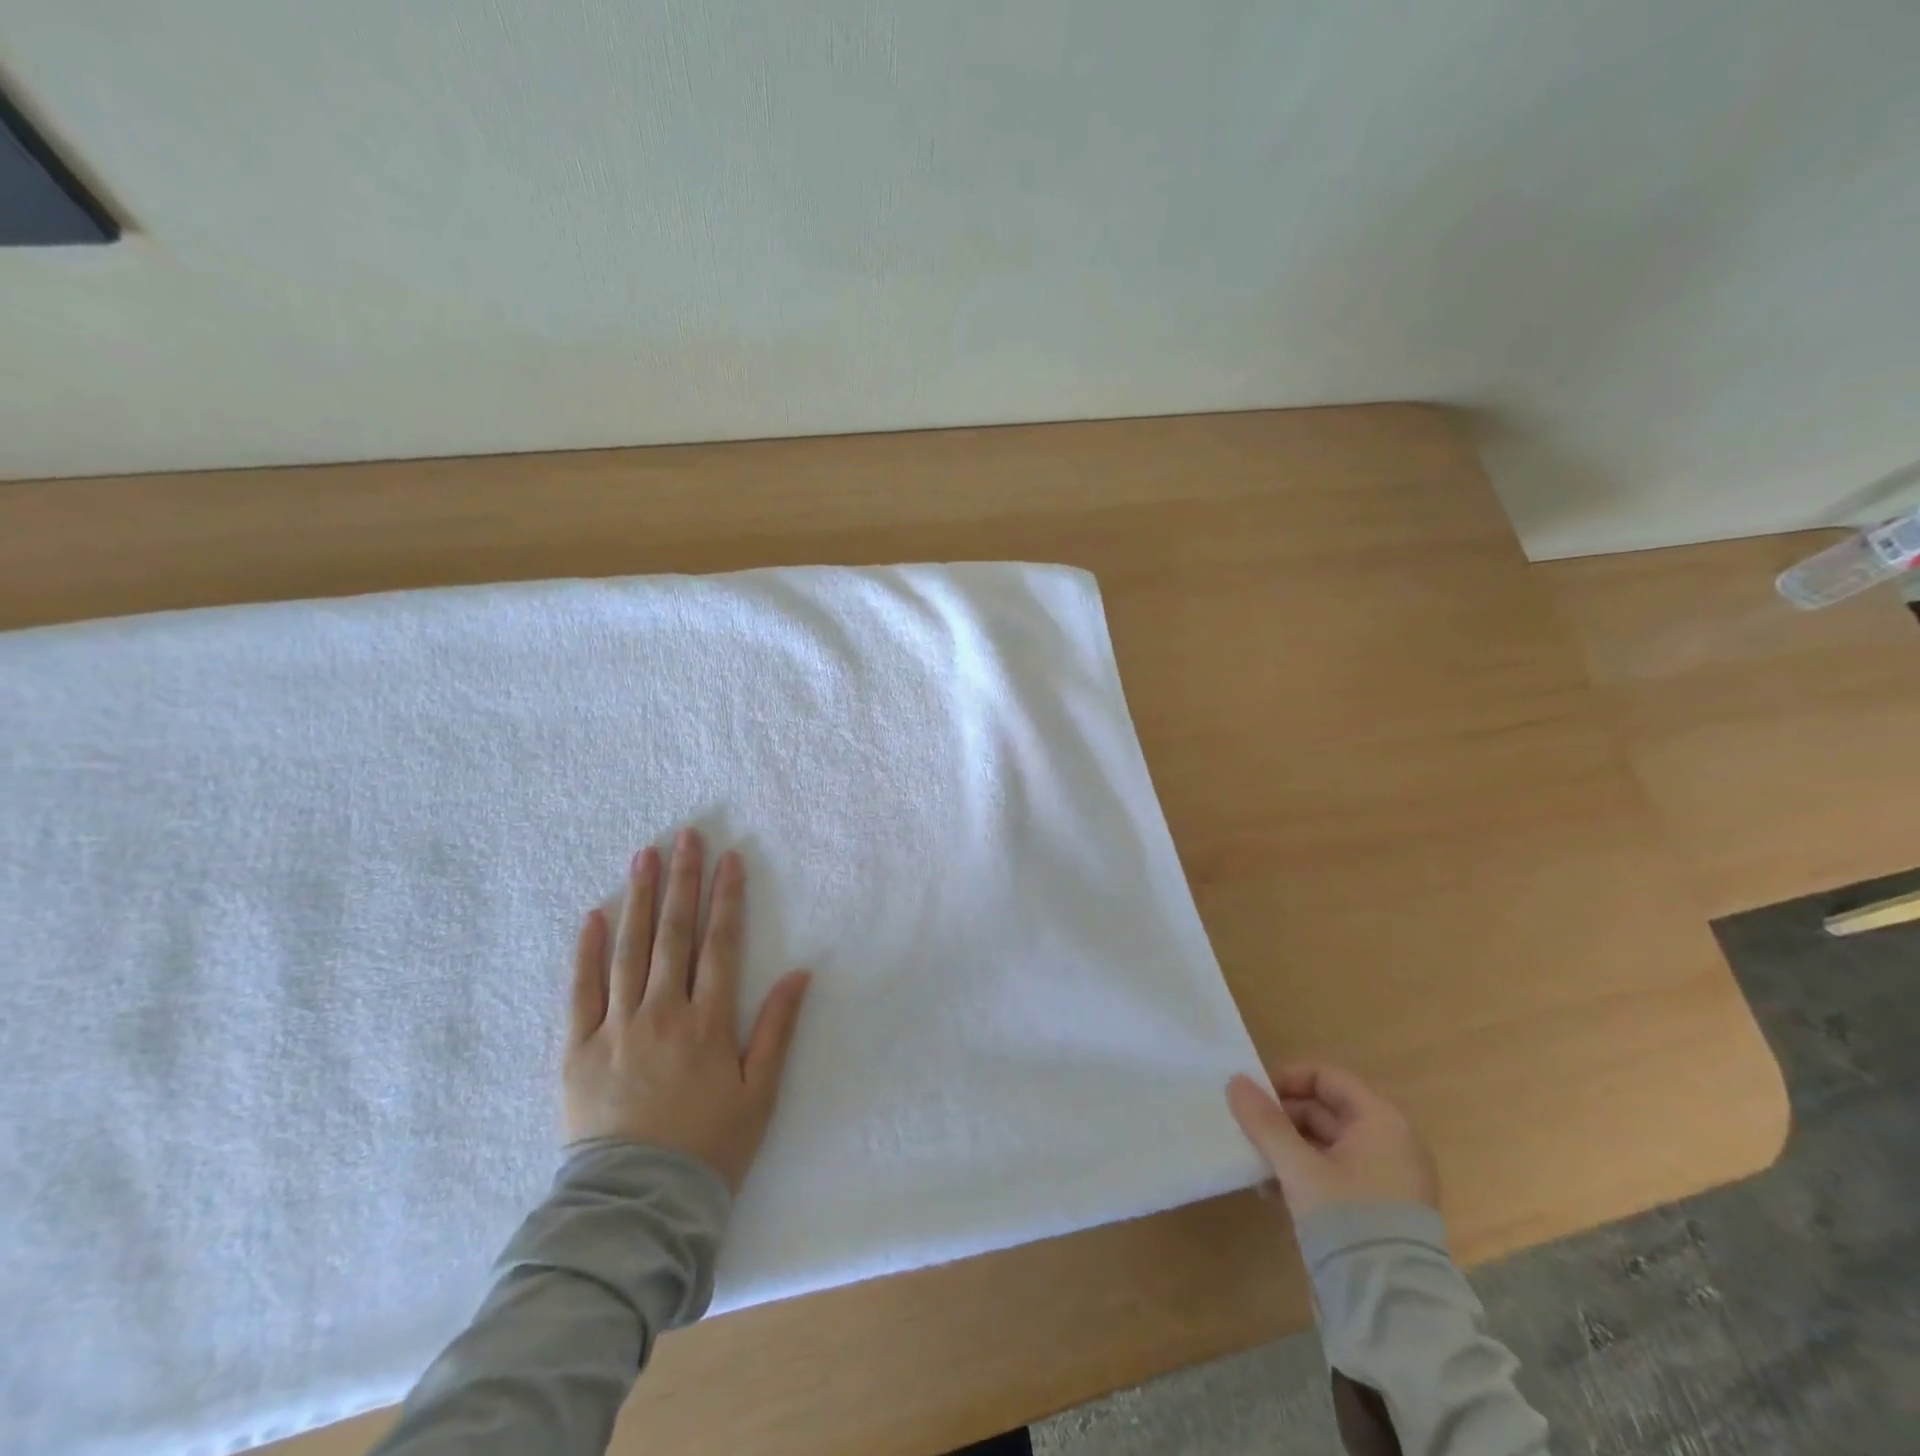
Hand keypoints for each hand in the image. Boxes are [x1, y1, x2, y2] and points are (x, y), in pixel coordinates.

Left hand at [564, 828, 811, 1192]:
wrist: (638, 1206)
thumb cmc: (710, 1147)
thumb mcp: (760, 1092)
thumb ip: (778, 1029)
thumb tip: (800, 972)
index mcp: (707, 1022)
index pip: (720, 943)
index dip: (726, 897)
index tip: (729, 857)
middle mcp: (662, 1014)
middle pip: (674, 934)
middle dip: (682, 880)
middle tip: (685, 836)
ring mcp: (615, 1029)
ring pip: (629, 950)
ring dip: (639, 899)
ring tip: (644, 856)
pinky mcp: (577, 1051)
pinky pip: (580, 992)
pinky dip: (587, 952)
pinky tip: (595, 915)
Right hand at [1226, 1063, 1438, 1219]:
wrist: (1393, 1309)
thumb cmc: (1349, 1219)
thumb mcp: (1298, 1166)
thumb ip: (1265, 1122)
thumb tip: (1235, 1080)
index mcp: (1380, 1121)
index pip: (1327, 1078)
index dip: (1287, 1081)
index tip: (1255, 1099)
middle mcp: (1389, 1142)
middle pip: (1325, 1110)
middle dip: (1282, 1119)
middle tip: (1247, 1132)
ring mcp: (1386, 1178)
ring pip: (1326, 1145)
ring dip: (1287, 1148)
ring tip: (1255, 1165)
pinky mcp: (1378, 1209)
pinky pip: (1334, 1174)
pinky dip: (1304, 1174)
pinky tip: (1271, 1192)